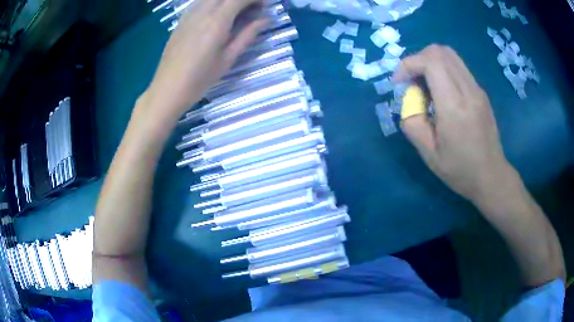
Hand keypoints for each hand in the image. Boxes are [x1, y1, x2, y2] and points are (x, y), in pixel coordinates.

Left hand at [141, 0, 266, 122]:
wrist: (167, 89)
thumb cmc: (200, 78)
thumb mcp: (228, 59)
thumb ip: (247, 35)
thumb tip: (265, 19)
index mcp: (217, 21)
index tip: (265, 5)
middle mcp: (202, 11)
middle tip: (252, 8)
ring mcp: (189, 14)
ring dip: (227, 1)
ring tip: (236, 11)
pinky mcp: (181, 20)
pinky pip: (200, 2)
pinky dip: (213, 3)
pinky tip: (217, 14)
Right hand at [393, 45, 514, 203]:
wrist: (492, 177)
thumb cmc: (460, 171)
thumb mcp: (428, 154)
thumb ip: (412, 122)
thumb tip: (409, 101)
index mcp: (454, 107)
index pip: (430, 61)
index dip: (408, 64)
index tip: (399, 82)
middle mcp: (468, 91)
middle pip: (440, 51)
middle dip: (418, 59)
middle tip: (411, 81)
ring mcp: (477, 89)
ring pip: (450, 55)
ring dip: (430, 63)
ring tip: (425, 86)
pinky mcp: (481, 92)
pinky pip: (458, 68)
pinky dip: (443, 70)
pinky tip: (441, 93)